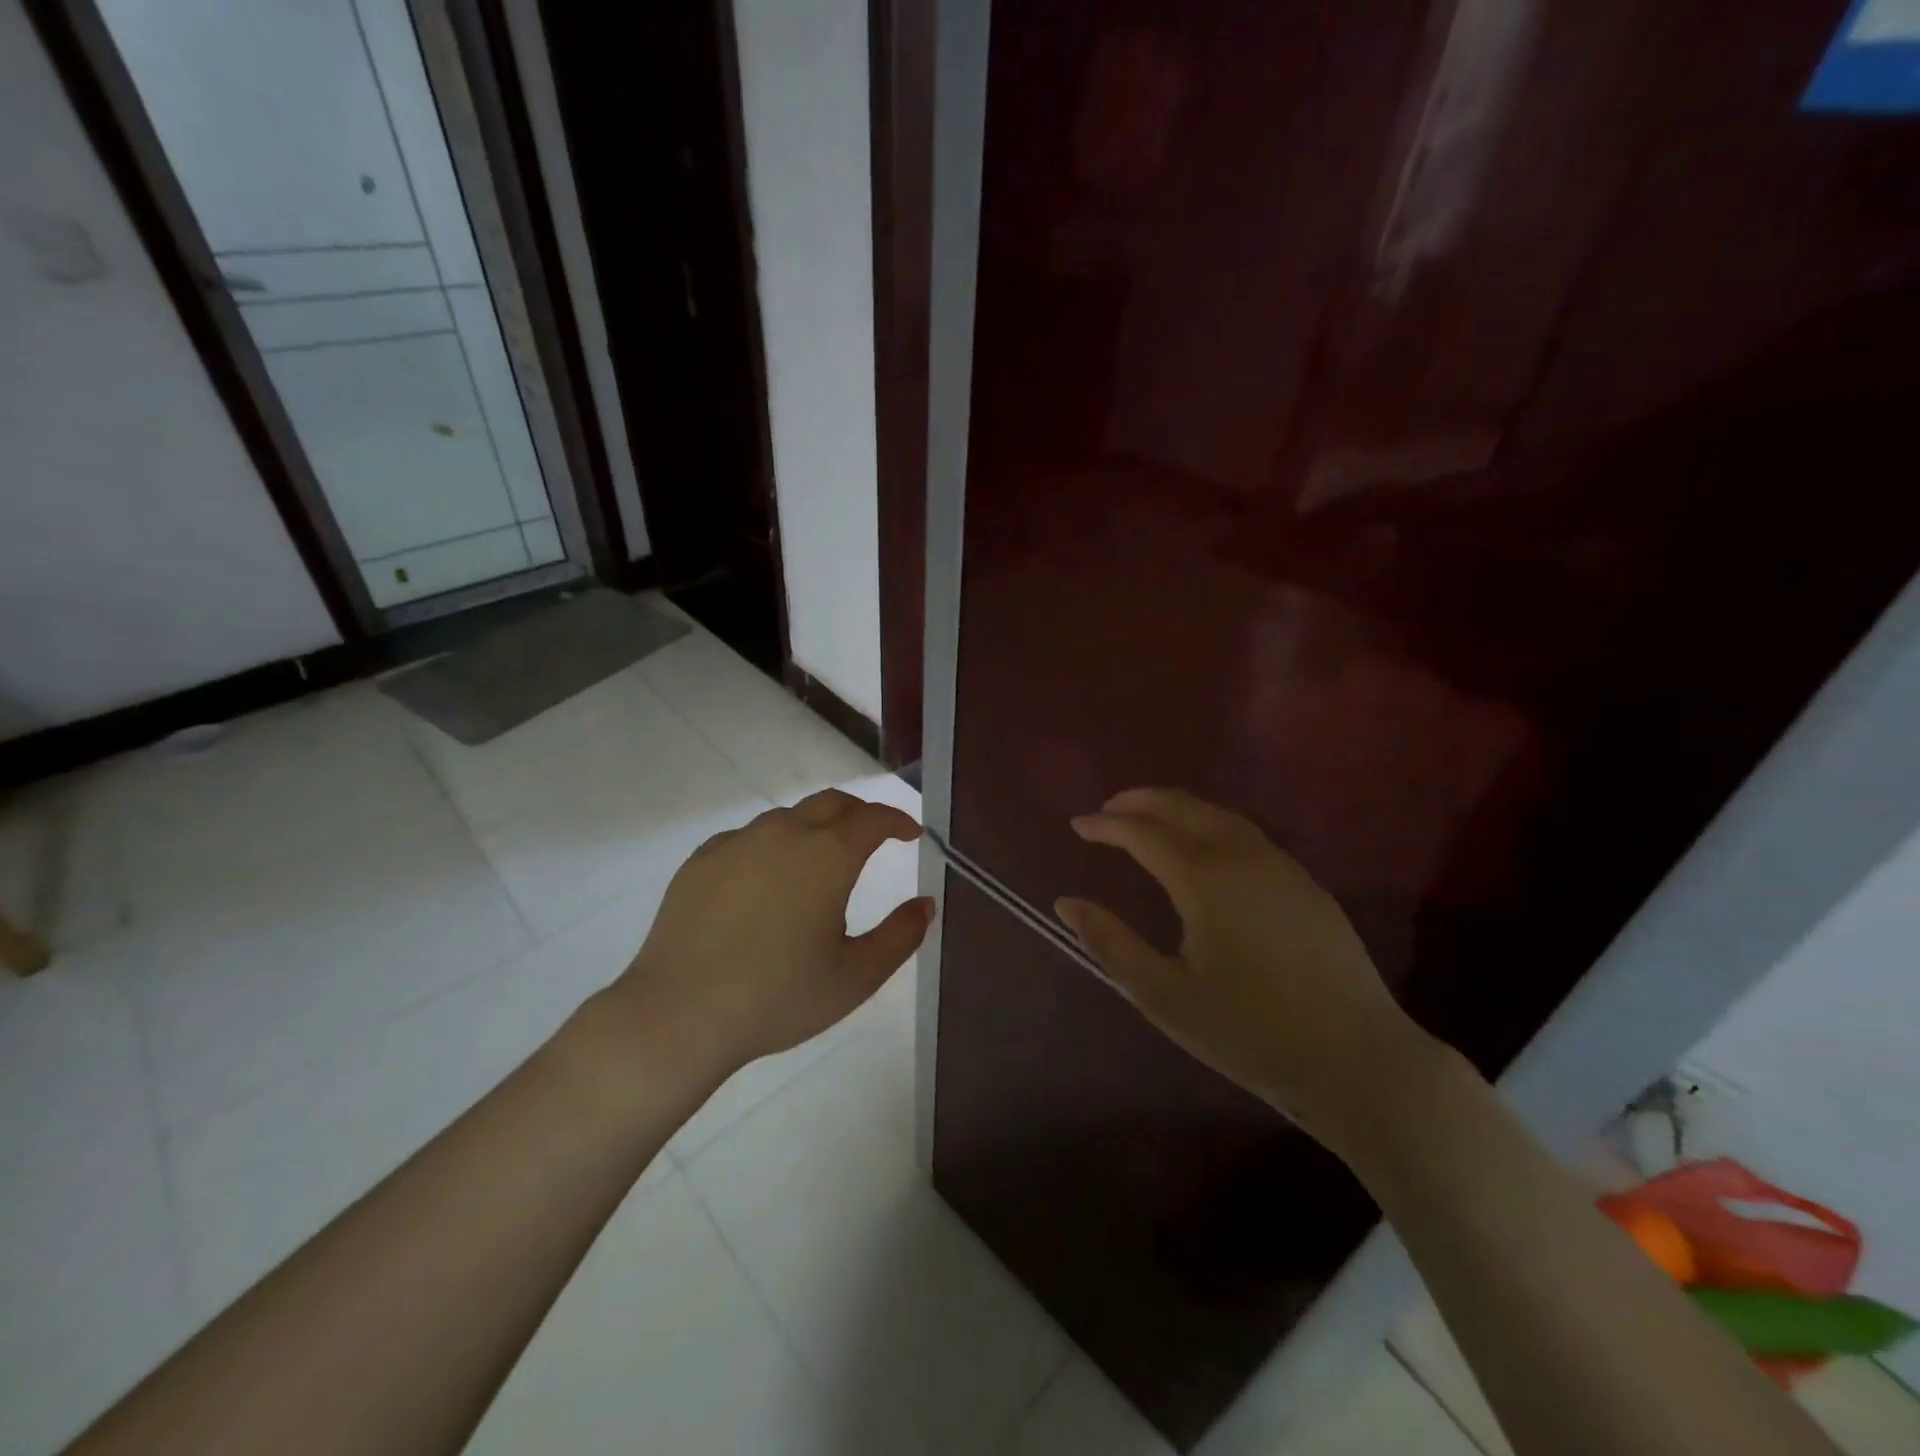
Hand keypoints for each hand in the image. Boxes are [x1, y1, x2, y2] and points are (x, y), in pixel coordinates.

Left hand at [609, 788, 933, 1088]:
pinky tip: (766, 878)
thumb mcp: (856, 977)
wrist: (678, 1015)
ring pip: (788, 817)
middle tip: (873, 836)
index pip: (873, 818)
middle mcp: (785, 834)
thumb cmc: (778, 997)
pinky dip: (772, 845)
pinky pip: (748, 837)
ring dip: (815, 827)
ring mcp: (738, 842)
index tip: (911, 832)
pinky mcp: (702, 859)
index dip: (898, 820)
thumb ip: (900, 936)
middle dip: (860, 813)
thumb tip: (925, 904)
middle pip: (832, 803)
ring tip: (820, 861)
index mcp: (828, 856)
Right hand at [1055, 787, 1425, 1147]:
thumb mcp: (1165, 996)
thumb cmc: (1250, 1032)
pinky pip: (1247, 834)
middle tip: (1108, 809)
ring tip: (1148, 818)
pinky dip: (1210, 824)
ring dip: (1178, 808)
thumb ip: (1111, 943)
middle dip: (1141, 801)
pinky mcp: (1307, 884)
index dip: (1106, 825)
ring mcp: (1282, 866)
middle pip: (1184, 807)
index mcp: (1206, 880)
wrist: (1358, 1060)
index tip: (1078, 825)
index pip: (1144, 833)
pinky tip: (1203, 848)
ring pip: (1220, 816)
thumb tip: (1066, 903)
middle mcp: (1243, 857)